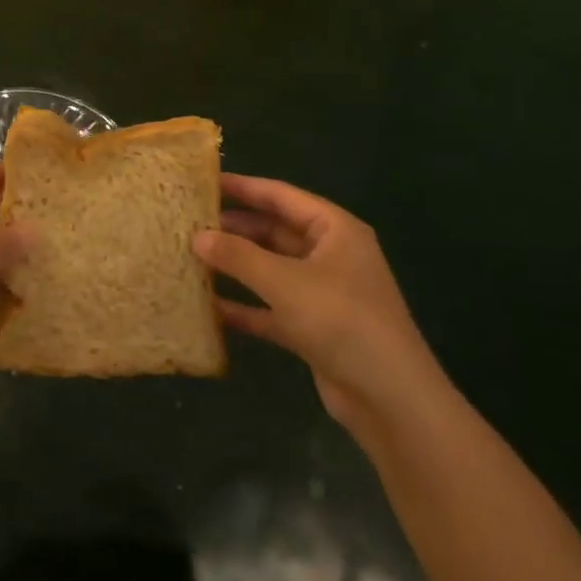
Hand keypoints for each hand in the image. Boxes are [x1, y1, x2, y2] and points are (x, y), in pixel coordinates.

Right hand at [194, 174, 446, 427]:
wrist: (390, 398)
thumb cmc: (341, 321)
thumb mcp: (285, 282)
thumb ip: (238, 256)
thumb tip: (197, 236)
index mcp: (335, 230)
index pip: (281, 196)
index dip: (243, 187)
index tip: (204, 181)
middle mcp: (330, 255)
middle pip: (274, 231)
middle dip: (234, 228)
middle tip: (189, 222)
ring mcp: (322, 293)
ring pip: (270, 269)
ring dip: (235, 266)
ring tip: (191, 257)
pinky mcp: (313, 328)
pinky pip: (271, 307)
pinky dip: (244, 306)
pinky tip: (208, 306)